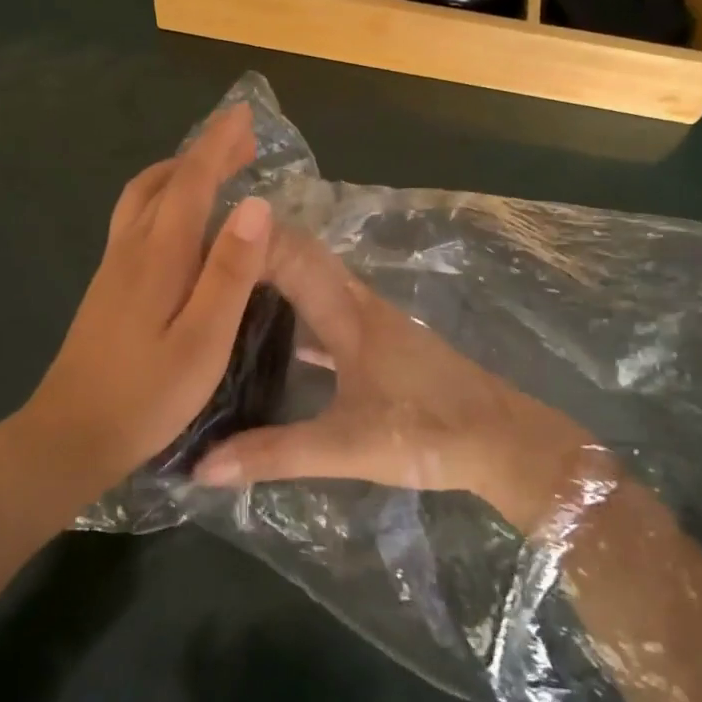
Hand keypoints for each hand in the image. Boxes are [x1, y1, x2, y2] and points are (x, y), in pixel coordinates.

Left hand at [19, 103, 272, 492]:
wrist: (70, 435)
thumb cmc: (147, 394)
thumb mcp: (204, 339)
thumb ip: (230, 272)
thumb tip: (256, 205)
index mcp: (159, 255)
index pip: (191, 182)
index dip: (218, 145)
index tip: (244, 115)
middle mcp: (131, 249)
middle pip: (162, 182)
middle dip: (201, 154)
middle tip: (240, 143)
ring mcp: (113, 268)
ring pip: (142, 199)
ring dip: (178, 174)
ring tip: (212, 172)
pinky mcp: (108, 288)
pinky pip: (136, 221)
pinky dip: (164, 200)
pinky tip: (180, 224)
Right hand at [193, 226, 605, 533]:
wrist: (503, 442)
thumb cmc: (427, 432)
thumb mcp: (345, 447)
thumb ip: (274, 454)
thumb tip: (201, 466)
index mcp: (348, 314)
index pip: (291, 255)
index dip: (249, 237)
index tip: (197, 235)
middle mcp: (359, 306)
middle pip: (302, 259)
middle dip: (255, 250)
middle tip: (199, 258)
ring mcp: (374, 325)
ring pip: (317, 286)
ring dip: (277, 279)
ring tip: (227, 290)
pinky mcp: (384, 347)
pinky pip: (330, 316)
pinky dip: (300, 316)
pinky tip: (275, 340)